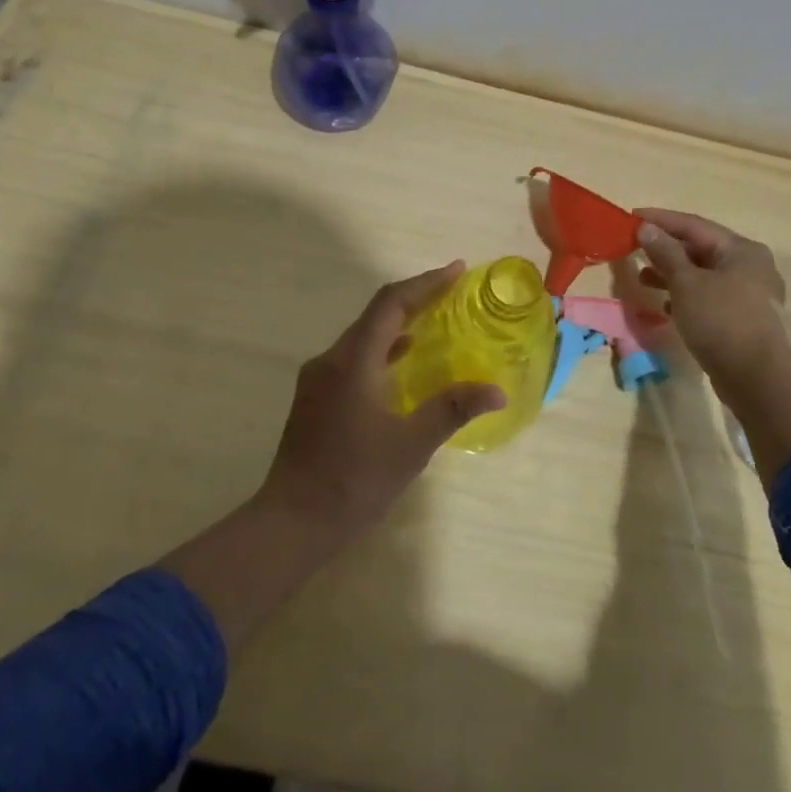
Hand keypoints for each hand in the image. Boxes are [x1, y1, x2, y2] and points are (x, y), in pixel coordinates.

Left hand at [257, 262, 505, 545]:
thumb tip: (497, 390)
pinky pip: (354, 357)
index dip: (425, 284)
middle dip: (415, 299)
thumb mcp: (411, 446)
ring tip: (435, 321)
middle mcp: (331, 360)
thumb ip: (452, 410)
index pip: (390, 304)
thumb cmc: (354, 480)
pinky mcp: (315, 398)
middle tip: (453, 292)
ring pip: (363, 337)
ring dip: (398, 324)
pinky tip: (401, 364)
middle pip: (376, 314)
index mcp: (353, 361)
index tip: (457, 271)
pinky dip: (382, 350)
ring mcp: (318, 379)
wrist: (293, 520)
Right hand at [635, 209, 789, 386]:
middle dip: (666, 248)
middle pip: (700, 248)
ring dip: (673, 274)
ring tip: (643, 277)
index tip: (631, 216)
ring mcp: (749, 293)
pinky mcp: (742, 317)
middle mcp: (750, 265)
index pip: (694, 225)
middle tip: (634, 247)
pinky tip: (666, 305)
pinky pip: (709, 296)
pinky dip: (686, 296)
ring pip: (704, 274)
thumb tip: (646, 228)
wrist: (755, 376)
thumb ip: (665, 253)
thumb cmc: (720, 320)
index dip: (661, 220)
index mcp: (741, 249)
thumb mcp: (686, 283)